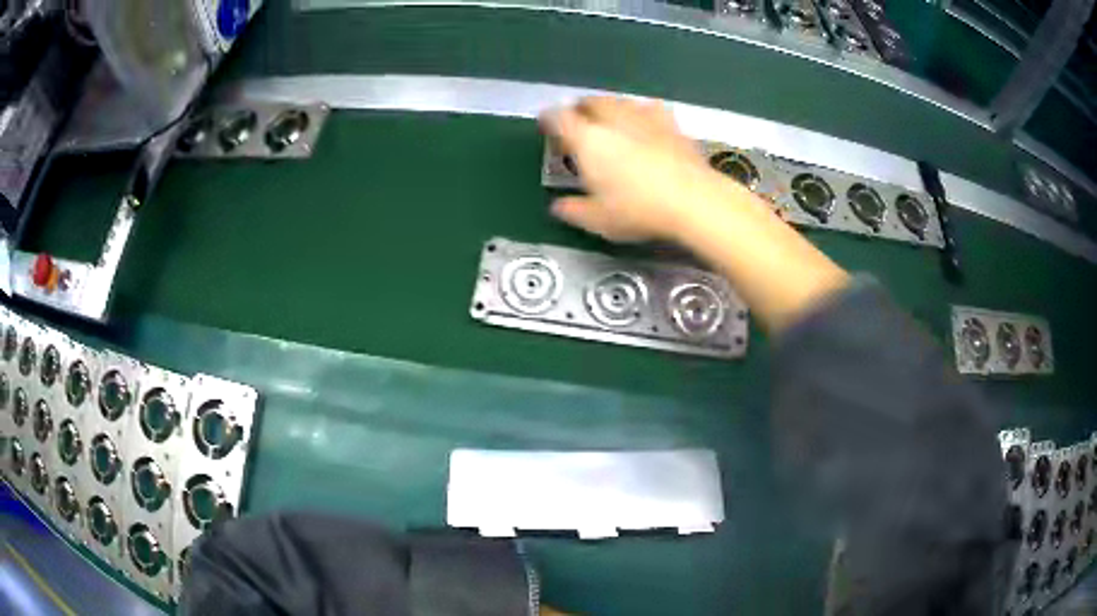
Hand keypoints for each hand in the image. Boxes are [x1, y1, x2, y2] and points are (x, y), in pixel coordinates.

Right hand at [539, 97, 724, 242]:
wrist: (694, 200)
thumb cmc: (638, 210)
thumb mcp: (598, 220)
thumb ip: (573, 211)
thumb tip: (558, 207)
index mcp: (587, 139)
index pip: (558, 117)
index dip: (548, 119)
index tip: (546, 125)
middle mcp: (612, 119)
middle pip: (590, 102)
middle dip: (579, 110)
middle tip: (578, 124)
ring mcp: (643, 116)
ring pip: (618, 101)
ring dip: (608, 108)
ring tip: (609, 122)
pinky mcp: (670, 122)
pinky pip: (648, 108)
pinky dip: (640, 113)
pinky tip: (645, 124)